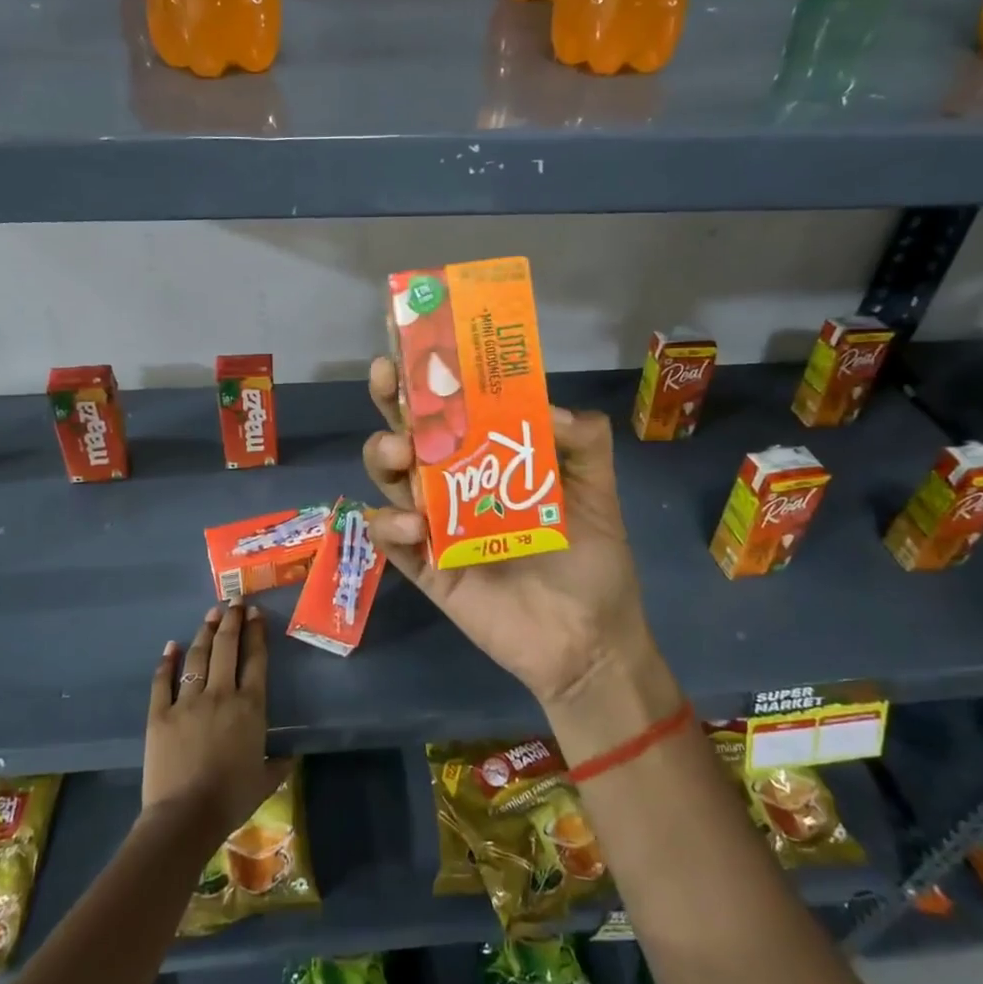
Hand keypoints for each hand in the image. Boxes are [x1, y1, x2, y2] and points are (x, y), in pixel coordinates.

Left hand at [143, 604, 287, 842]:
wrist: (185, 817)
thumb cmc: (231, 799)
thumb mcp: (266, 780)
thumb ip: (279, 763)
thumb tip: (290, 756)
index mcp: (250, 706)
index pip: (256, 659)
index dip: (256, 632)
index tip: (255, 613)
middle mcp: (221, 694)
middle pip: (226, 647)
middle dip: (231, 620)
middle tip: (233, 602)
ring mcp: (187, 702)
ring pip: (197, 657)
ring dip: (204, 632)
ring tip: (210, 614)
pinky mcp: (160, 714)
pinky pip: (163, 681)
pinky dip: (167, 662)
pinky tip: (171, 647)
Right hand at [361, 355, 653, 707]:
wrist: (589, 643)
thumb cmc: (593, 564)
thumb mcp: (599, 494)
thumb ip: (586, 444)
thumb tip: (552, 406)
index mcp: (493, 460)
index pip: (456, 409)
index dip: (435, 376)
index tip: (419, 340)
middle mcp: (456, 485)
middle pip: (411, 434)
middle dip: (391, 401)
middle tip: (387, 375)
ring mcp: (436, 526)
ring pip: (392, 480)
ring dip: (384, 456)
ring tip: (400, 450)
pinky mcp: (426, 569)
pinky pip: (392, 543)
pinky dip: (389, 528)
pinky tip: (412, 525)